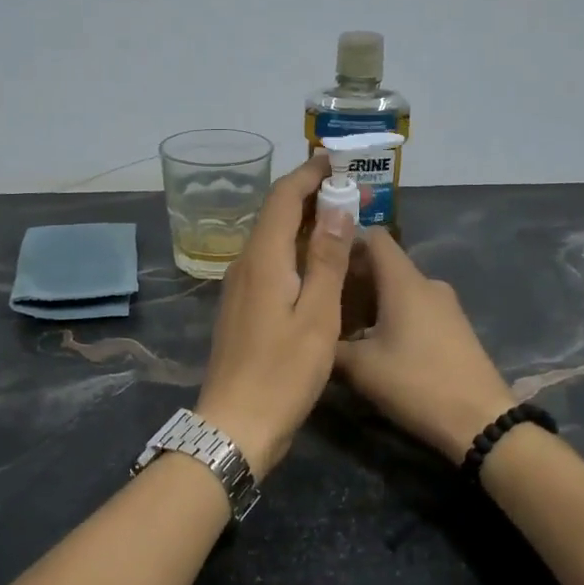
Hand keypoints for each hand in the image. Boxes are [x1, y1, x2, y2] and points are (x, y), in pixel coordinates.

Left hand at [195, 153, 353, 476]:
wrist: (236, 424)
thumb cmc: (283, 371)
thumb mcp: (317, 315)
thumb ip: (326, 259)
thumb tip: (336, 208)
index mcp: (263, 259)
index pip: (282, 198)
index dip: (307, 175)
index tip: (334, 160)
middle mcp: (245, 265)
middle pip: (275, 215)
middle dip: (309, 196)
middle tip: (347, 190)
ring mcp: (239, 288)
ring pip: (272, 240)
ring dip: (303, 224)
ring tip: (339, 220)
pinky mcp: (242, 309)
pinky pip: (270, 264)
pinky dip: (294, 251)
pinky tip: (317, 264)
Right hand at [333, 230, 515, 462]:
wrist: (480, 421)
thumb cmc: (416, 383)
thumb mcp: (360, 368)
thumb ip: (329, 344)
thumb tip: (309, 333)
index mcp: (404, 281)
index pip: (373, 237)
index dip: (344, 241)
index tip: (318, 260)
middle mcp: (427, 283)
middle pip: (383, 264)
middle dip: (351, 278)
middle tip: (320, 301)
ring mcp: (445, 305)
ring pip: (398, 289)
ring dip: (369, 301)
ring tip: (342, 327)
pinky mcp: (453, 326)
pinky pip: (414, 307)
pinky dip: (390, 315)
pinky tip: (373, 344)